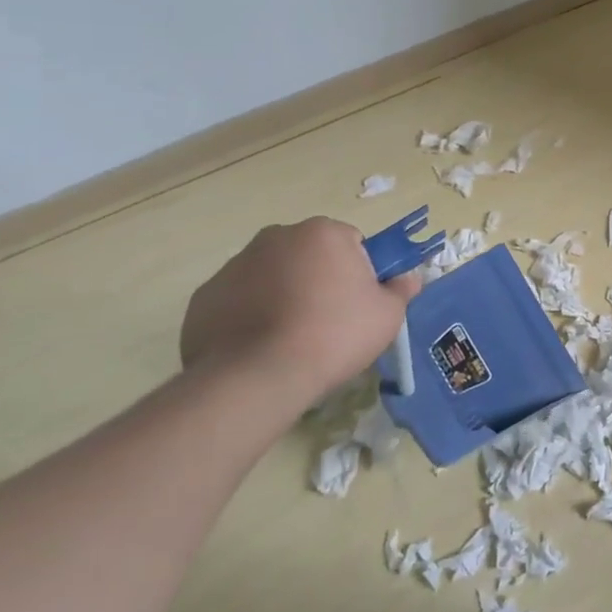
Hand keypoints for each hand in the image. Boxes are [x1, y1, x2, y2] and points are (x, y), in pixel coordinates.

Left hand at [180, 217, 419, 407]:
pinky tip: (258, 348)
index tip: (358, 304)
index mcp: (322, 233)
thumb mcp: (387, 316)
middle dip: (318, 279)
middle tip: (328, 321)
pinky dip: (248, 316)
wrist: (255, 379)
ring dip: (282, 295)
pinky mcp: (203, 298)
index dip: (359, 273)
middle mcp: (276, 237)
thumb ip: (401, 290)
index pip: (351, 243)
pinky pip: (238, 301)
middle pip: (308, 255)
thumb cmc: (333, 336)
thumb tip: (408, 279)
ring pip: (271, 276)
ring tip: (290, 339)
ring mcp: (234, 266)